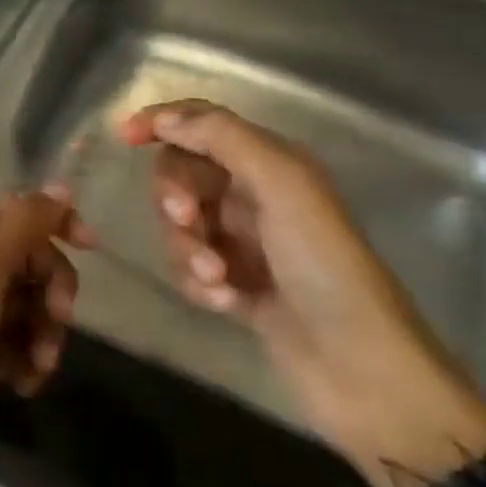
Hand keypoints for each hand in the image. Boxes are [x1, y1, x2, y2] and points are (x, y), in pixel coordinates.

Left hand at [0, 189, 92, 486]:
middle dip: (51, 287)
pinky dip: (30, 359)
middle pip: (29, 259)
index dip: (54, 223)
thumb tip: (61, 187)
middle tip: (58, 318)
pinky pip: (19, 344)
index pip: (17, 212)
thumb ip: (23, 222)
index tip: (90, 247)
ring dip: (45, 331)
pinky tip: (25, 384)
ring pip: (29, 305)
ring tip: (40, 365)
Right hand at [120, 100, 485, 486]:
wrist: (361, 369)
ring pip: (181, 225)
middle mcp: (255, 195)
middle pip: (184, 174)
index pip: (204, 123)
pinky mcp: (236, 286)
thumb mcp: (281, 185)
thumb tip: (165, 117)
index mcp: (271, 163)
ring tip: (218, 280)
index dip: (163, 121)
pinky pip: (190, 268)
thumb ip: (222, 139)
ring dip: (188, 249)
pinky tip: (224, 303)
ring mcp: (244, 243)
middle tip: (186, 220)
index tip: (124, 136)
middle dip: (176, 196)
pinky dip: (198, 282)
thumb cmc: (324, 265)